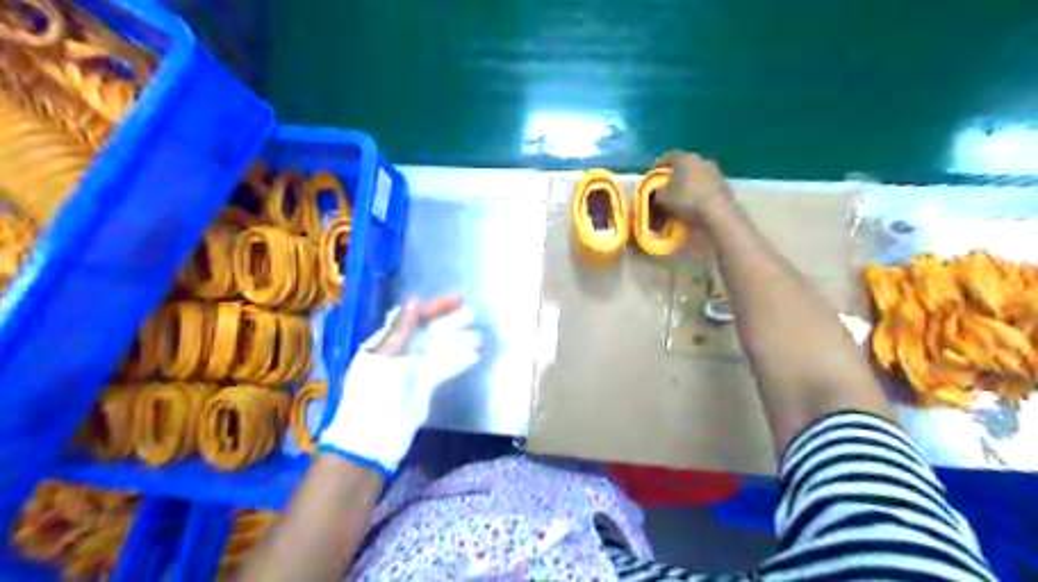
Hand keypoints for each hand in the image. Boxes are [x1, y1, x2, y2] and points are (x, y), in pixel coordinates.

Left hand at [316, 293, 478, 474]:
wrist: (374, 436)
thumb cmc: (374, 392)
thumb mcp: (385, 356)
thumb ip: (402, 329)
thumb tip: (415, 301)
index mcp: (386, 342)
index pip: (413, 318)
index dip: (434, 308)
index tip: (457, 300)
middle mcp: (401, 352)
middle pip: (429, 332)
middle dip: (450, 323)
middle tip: (472, 314)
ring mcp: (414, 369)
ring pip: (439, 350)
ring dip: (458, 342)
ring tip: (479, 337)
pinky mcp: (425, 386)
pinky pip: (444, 368)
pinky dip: (458, 361)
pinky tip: (474, 356)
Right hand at [652, 151, 732, 221]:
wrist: (718, 213)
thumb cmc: (686, 201)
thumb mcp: (662, 198)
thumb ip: (657, 191)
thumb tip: (658, 190)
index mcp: (685, 158)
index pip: (668, 156)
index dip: (658, 165)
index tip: (652, 175)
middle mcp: (701, 159)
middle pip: (684, 164)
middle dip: (674, 173)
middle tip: (666, 184)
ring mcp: (715, 171)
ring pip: (696, 173)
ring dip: (688, 181)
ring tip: (681, 194)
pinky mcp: (724, 184)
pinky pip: (706, 184)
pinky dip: (698, 189)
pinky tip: (694, 200)